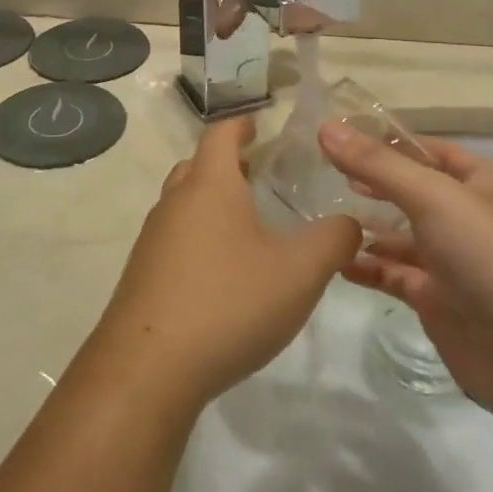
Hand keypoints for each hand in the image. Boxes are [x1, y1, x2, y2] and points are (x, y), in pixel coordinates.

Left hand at [82, 117, 362, 413]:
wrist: (149, 367)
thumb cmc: (229, 302)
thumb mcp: (299, 272)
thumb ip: (333, 240)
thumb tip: (349, 222)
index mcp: (209, 185)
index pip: (221, 134)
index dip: (242, 124)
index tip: (259, 124)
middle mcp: (174, 202)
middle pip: (197, 166)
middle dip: (227, 165)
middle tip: (261, 175)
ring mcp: (152, 239)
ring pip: (183, 204)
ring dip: (211, 204)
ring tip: (248, 226)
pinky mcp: (143, 275)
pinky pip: (174, 241)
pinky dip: (199, 240)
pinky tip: (222, 274)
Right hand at [318, 122, 492, 423]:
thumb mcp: (434, 197)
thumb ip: (377, 164)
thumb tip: (325, 128)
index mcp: (481, 182)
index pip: (425, 150)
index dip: (383, 142)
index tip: (332, 136)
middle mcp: (468, 217)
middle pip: (410, 192)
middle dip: (368, 183)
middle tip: (315, 174)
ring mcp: (453, 262)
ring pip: (399, 236)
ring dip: (363, 226)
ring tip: (315, 215)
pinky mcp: (438, 302)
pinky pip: (394, 275)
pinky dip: (365, 266)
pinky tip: (332, 259)